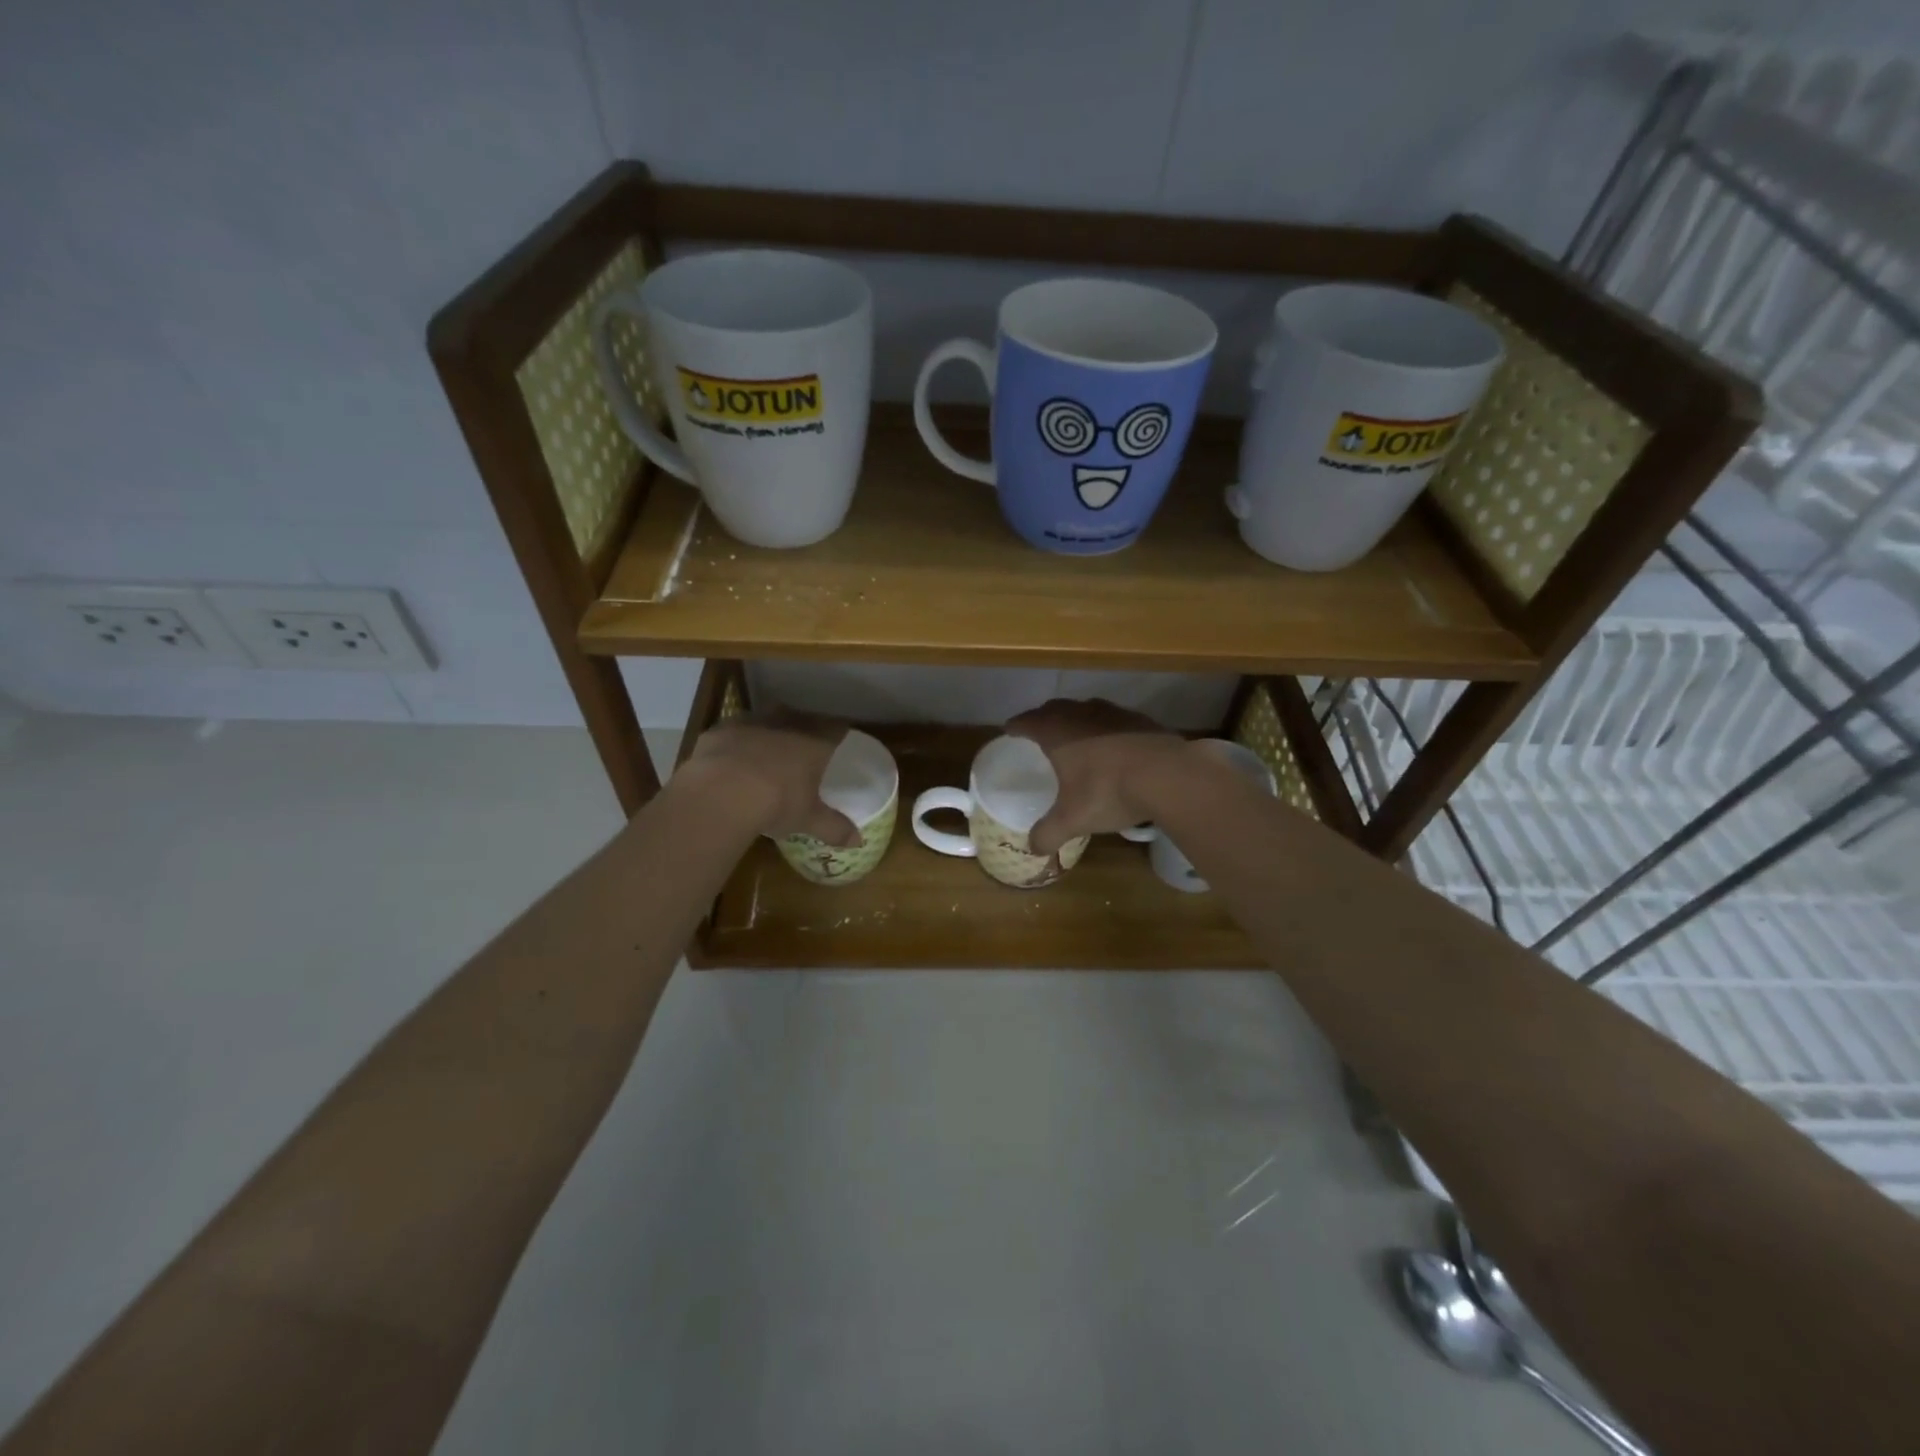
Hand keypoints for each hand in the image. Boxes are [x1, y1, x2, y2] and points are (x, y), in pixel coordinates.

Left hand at [680, 711, 860, 845]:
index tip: (840, 740)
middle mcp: (785, 724)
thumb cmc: (777, 802)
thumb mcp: (808, 819)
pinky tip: (732, 760)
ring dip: (769, 731)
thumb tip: (858, 841)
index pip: (835, 729)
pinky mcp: (720, 730)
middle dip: (803, 729)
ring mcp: (750, 723)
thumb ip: (834, 827)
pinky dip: (736, 742)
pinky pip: (733, 732)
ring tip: (766, 751)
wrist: (721, 792)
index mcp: (814, 742)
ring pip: (766, 720)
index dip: (839, 733)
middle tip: (803, 746)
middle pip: (801, 718)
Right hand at [1005, 698, 1189, 854]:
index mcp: (1056, 731)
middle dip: (1044, 718)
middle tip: (1039, 732)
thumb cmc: (1107, 791)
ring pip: (1086, 709)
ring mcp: (1113, 713)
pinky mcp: (1141, 719)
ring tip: (1076, 737)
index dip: (1016, 726)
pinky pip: (1115, 720)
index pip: (1027, 721)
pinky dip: (1107, 729)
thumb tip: (1033, 849)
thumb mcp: (1073, 819)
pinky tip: (1113, 746)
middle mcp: (1081, 713)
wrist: (1168, 776)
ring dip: (1077, 720)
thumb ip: (1049, 833)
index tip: (1009, 731)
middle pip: (1055, 708)